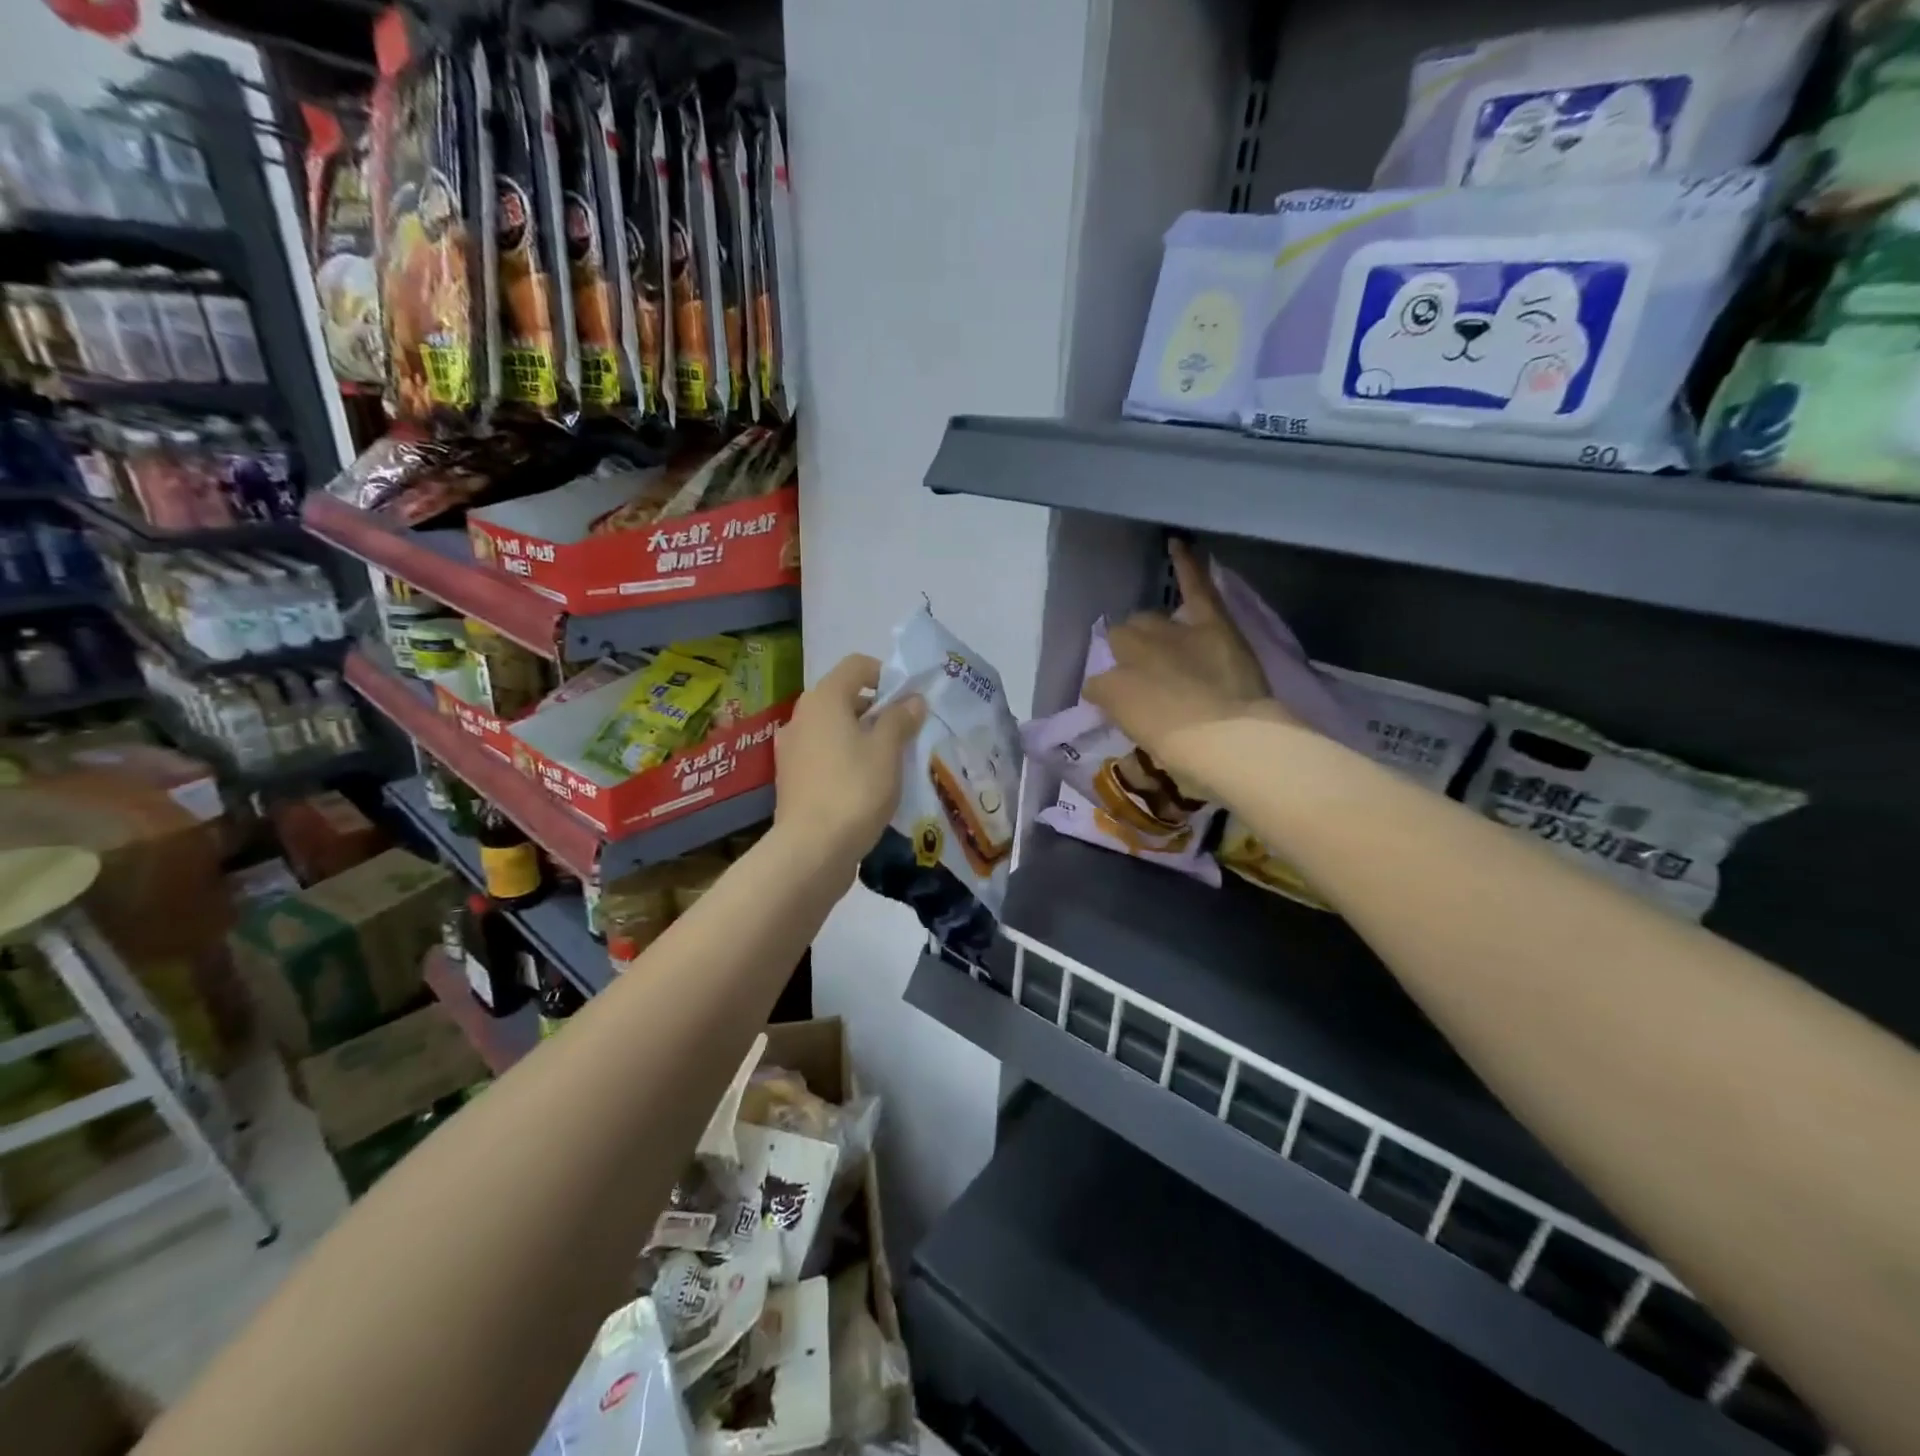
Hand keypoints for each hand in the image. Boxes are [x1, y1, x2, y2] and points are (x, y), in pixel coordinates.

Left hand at [773, 653, 925, 863]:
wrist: (811, 849)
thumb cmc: (854, 789)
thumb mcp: (887, 751)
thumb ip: (900, 719)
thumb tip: (912, 700)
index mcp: (823, 699)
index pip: (856, 665)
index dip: (886, 675)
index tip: (908, 702)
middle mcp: (801, 716)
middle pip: (844, 697)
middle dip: (877, 710)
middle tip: (905, 735)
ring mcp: (791, 748)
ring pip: (833, 729)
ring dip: (861, 737)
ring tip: (889, 763)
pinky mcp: (791, 778)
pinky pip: (823, 755)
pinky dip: (845, 759)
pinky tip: (865, 785)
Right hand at [1085, 541, 1292, 787]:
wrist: (1231, 742)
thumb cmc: (1187, 761)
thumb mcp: (1145, 747)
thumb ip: (1132, 721)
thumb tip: (1133, 710)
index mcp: (1112, 690)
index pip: (1098, 686)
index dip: (1111, 696)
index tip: (1126, 710)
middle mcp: (1130, 654)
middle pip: (1120, 643)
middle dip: (1128, 658)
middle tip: (1149, 680)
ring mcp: (1169, 634)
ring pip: (1147, 621)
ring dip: (1149, 632)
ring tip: (1162, 646)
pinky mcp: (1208, 622)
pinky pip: (1194, 586)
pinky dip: (1186, 564)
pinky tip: (1177, 543)